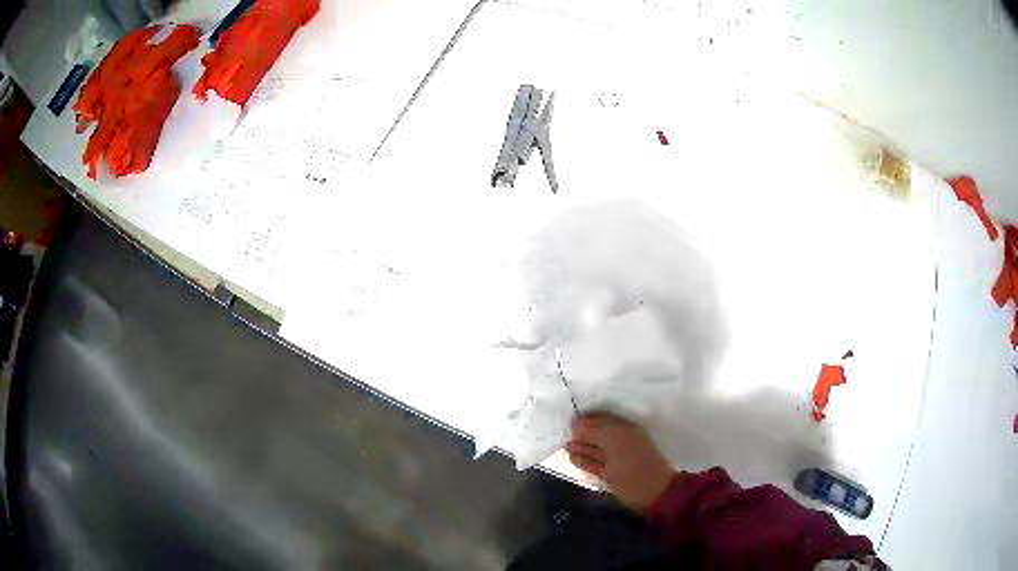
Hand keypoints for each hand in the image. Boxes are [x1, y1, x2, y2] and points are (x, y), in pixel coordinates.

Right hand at [566, 413, 676, 511]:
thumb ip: (595, 431)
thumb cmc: (636, 465)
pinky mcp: (609, 474)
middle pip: (594, 434)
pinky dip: (583, 461)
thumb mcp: (616, 442)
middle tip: (561, 436)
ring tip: (564, 448)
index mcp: (624, 429)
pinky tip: (572, 459)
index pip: (599, 418)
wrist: (654, 493)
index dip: (584, 419)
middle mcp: (619, 440)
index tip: (566, 422)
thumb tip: (575, 423)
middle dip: (580, 435)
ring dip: (579, 448)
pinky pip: (593, 464)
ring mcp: (614, 458)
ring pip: (592, 449)